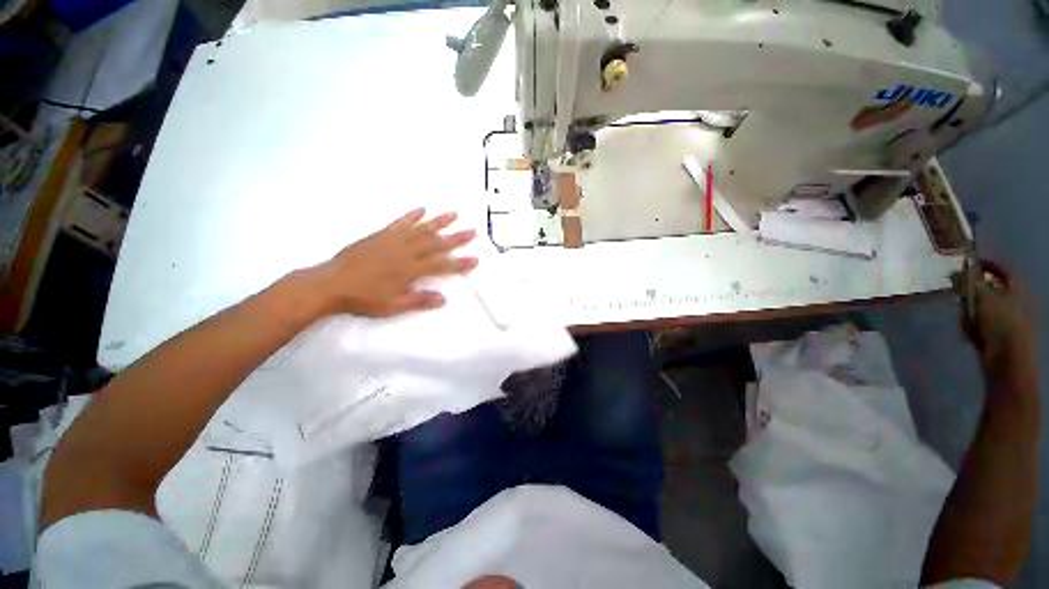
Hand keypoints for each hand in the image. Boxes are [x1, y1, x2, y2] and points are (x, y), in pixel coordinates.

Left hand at [308, 208, 476, 316]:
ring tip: (454, 213)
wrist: (331, 284)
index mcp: (410, 270)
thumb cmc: (363, 298)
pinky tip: (422, 209)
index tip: (475, 259)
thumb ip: (419, 300)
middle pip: (436, 243)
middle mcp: (406, 252)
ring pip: (421, 229)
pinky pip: (400, 223)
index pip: (442, 265)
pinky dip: (412, 216)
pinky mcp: (381, 235)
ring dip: (439, 221)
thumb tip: (444, 299)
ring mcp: (393, 240)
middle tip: (472, 231)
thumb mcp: (393, 306)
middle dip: (456, 238)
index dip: (460, 263)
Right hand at [958, 260, 1035, 385]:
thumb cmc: (1000, 322)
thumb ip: (970, 283)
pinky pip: (976, 324)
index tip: (970, 264)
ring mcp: (1001, 319)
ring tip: (965, 318)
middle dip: (971, 292)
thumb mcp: (983, 298)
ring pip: (978, 307)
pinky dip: (969, 326)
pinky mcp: (992, 333)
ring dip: (968, 311)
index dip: (987, 265)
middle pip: (986, 289)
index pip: (1001, 271)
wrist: (1006, 358)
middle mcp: (1009, 301)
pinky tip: (968, 332)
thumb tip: (956, 272)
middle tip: (958, 293)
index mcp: (1013, 290)